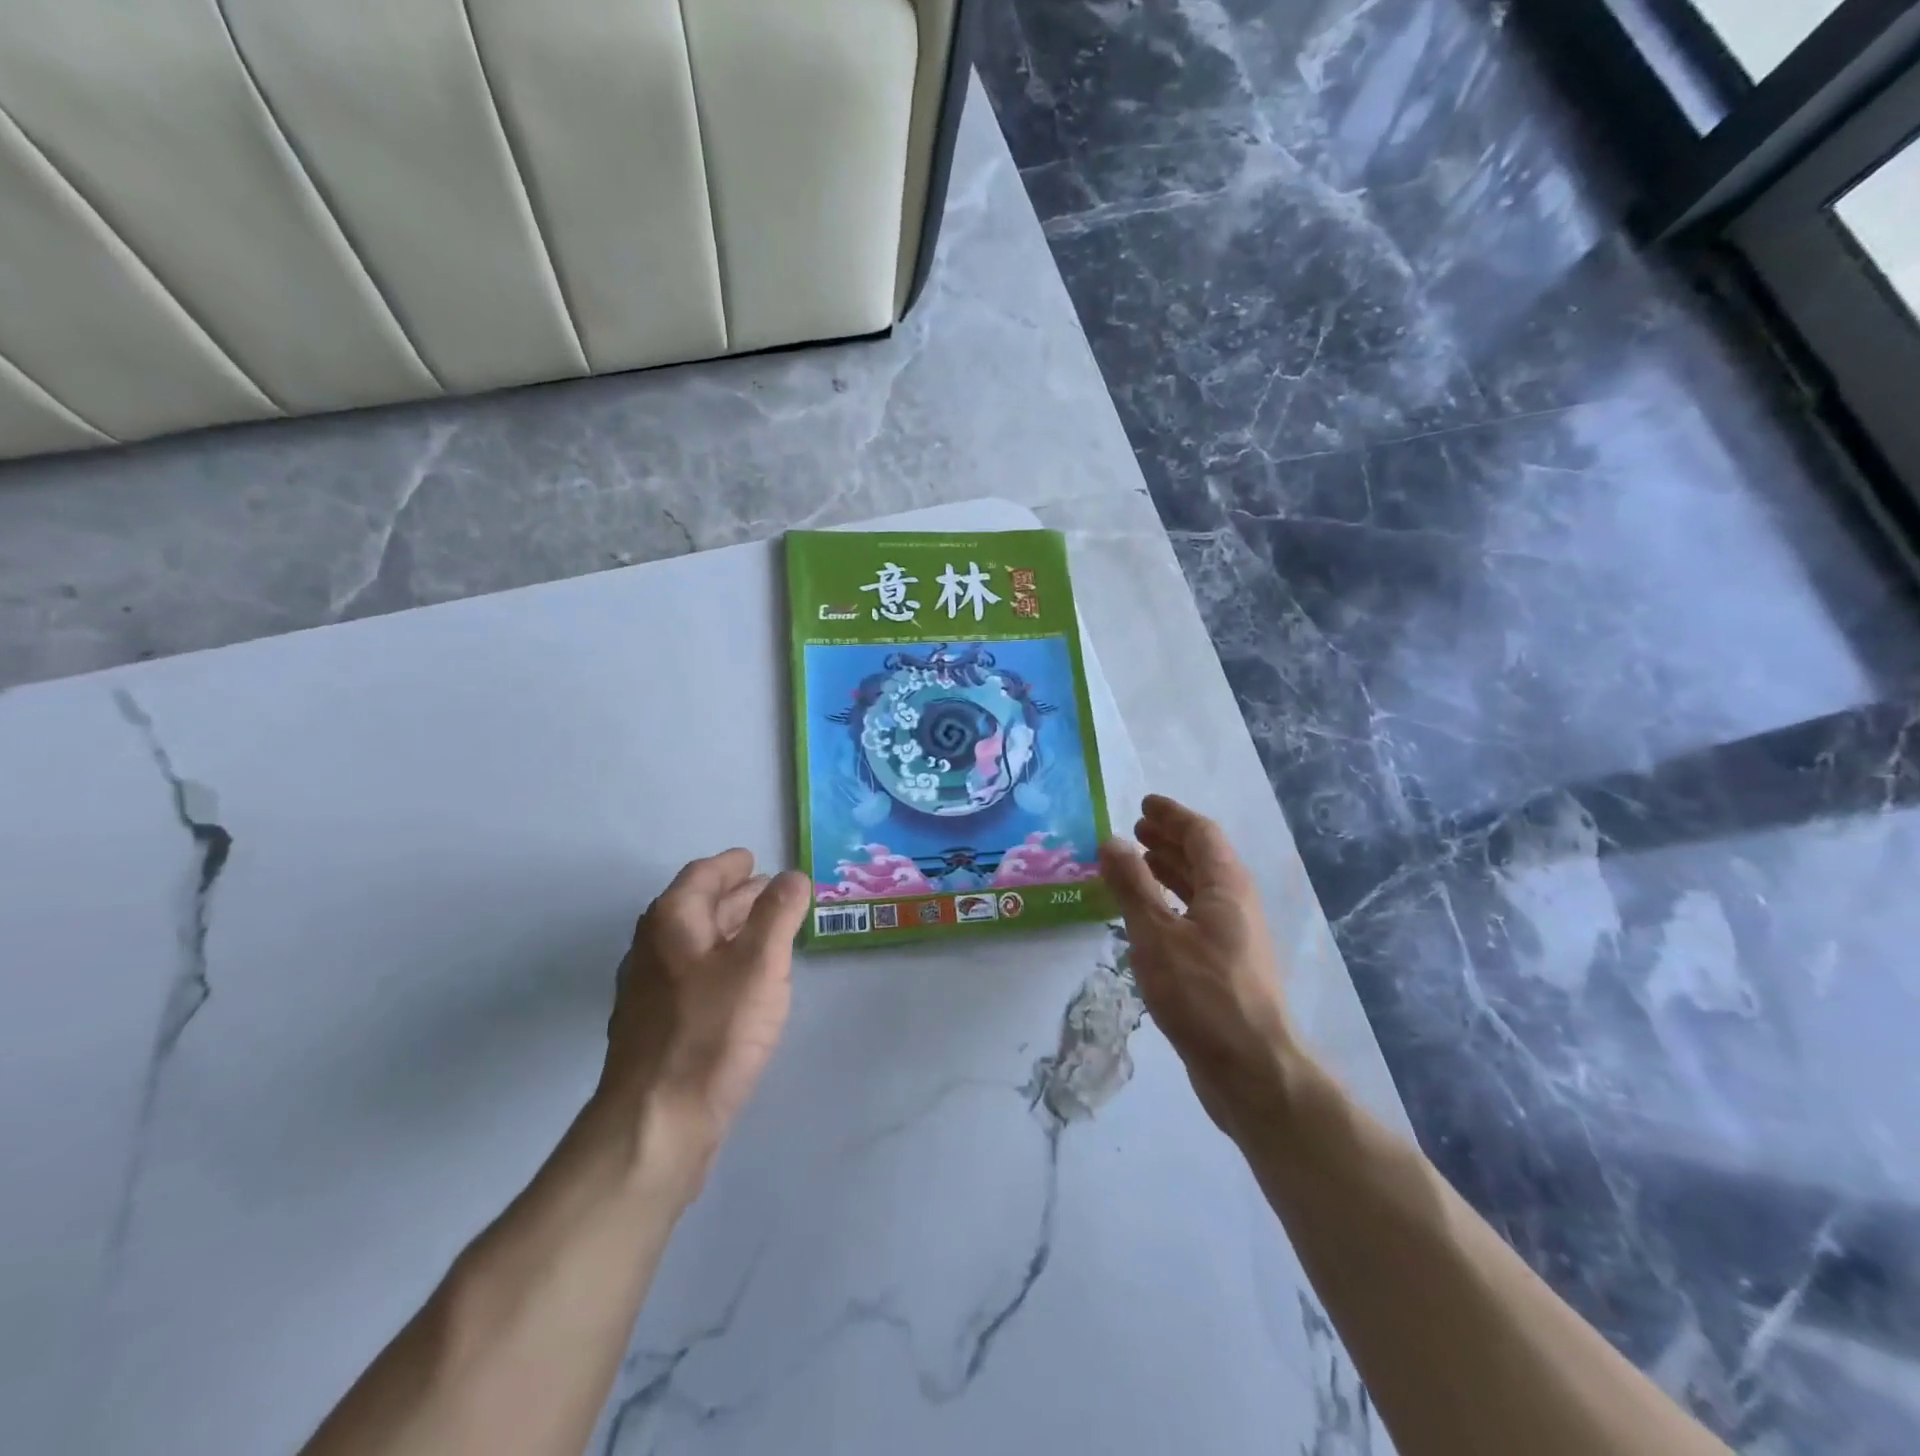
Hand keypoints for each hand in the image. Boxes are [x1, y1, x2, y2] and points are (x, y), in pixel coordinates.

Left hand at [599, 850, 811, 1189]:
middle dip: (734, 896)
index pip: (701, 875)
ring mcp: (648, 990)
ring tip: (764, 931)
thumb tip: (792, 876)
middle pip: (696, 907)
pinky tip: (740, 982)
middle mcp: (653, 948)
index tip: (754, 860)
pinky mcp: (655, 1026)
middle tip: (770, 892)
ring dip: (728, 929)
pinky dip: (719, 961)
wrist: (656, 1122)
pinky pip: (691, 974)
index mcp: (672, 922)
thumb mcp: (760, 963)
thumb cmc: (713, 1030)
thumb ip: (778, 913)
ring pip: (694, 943)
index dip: (730, 865)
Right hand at [1099, 796, 1298, 1137]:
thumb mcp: (1156, 934)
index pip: (1201, 834)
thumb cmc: (1203, 994)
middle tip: (1136, 830)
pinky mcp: (1226, 967)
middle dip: (1170, 840)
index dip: (1173, 815)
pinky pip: (1195, 916)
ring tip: (1137, 863)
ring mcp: (1234, 938)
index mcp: (1227, 886)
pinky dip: (1170, 903)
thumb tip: (1112, 841)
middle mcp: (1236, 904)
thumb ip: (1132, 885)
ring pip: (1200, 889)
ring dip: (1170, 870)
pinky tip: (1148, 917)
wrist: (1252, 1070)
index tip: (1144, 804)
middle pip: (1204, 858)